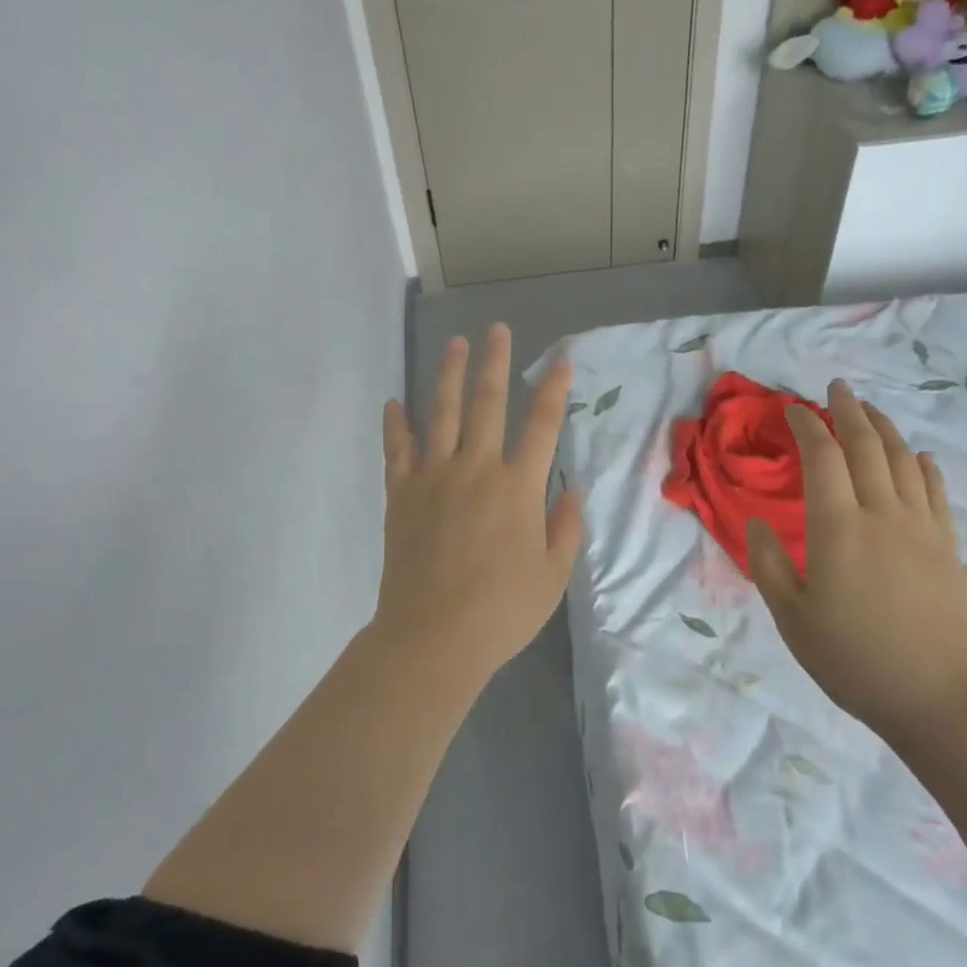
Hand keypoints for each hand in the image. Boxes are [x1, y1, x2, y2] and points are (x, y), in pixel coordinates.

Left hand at [374, 325, 583, 680]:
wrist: (433, 636)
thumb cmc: (502, 611)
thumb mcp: (553, 576)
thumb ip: (566, 527)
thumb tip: (571, 489)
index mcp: (518, 488)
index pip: (542, 425)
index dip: (553, 388)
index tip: (560, 360)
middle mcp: (476, 469)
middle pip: (487, 403)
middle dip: (494, 362)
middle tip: (496, 330)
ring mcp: (433, 477)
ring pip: (440, 413)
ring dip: (447, 375)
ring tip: (453, 344)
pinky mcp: (401, 494)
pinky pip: (397, 449)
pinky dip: (395, 424)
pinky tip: (394, 402)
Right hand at [748, 380, 966, 744]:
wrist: (943, 699)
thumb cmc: (855, 660)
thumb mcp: (792, 619)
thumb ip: (769, 564)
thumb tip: (759, 522)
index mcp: (838, 528)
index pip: (822, 458)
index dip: (807, 426)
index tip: (793, 409)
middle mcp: (882, 514)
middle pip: (866, 446)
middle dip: (848, 411)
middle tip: (835, 388)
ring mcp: (922, 528)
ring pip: (903, 460)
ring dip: (884, 428)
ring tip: (869, 409)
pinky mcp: (948, 546)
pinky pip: (935, 491)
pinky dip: (924, 465)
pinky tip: (919, 456)